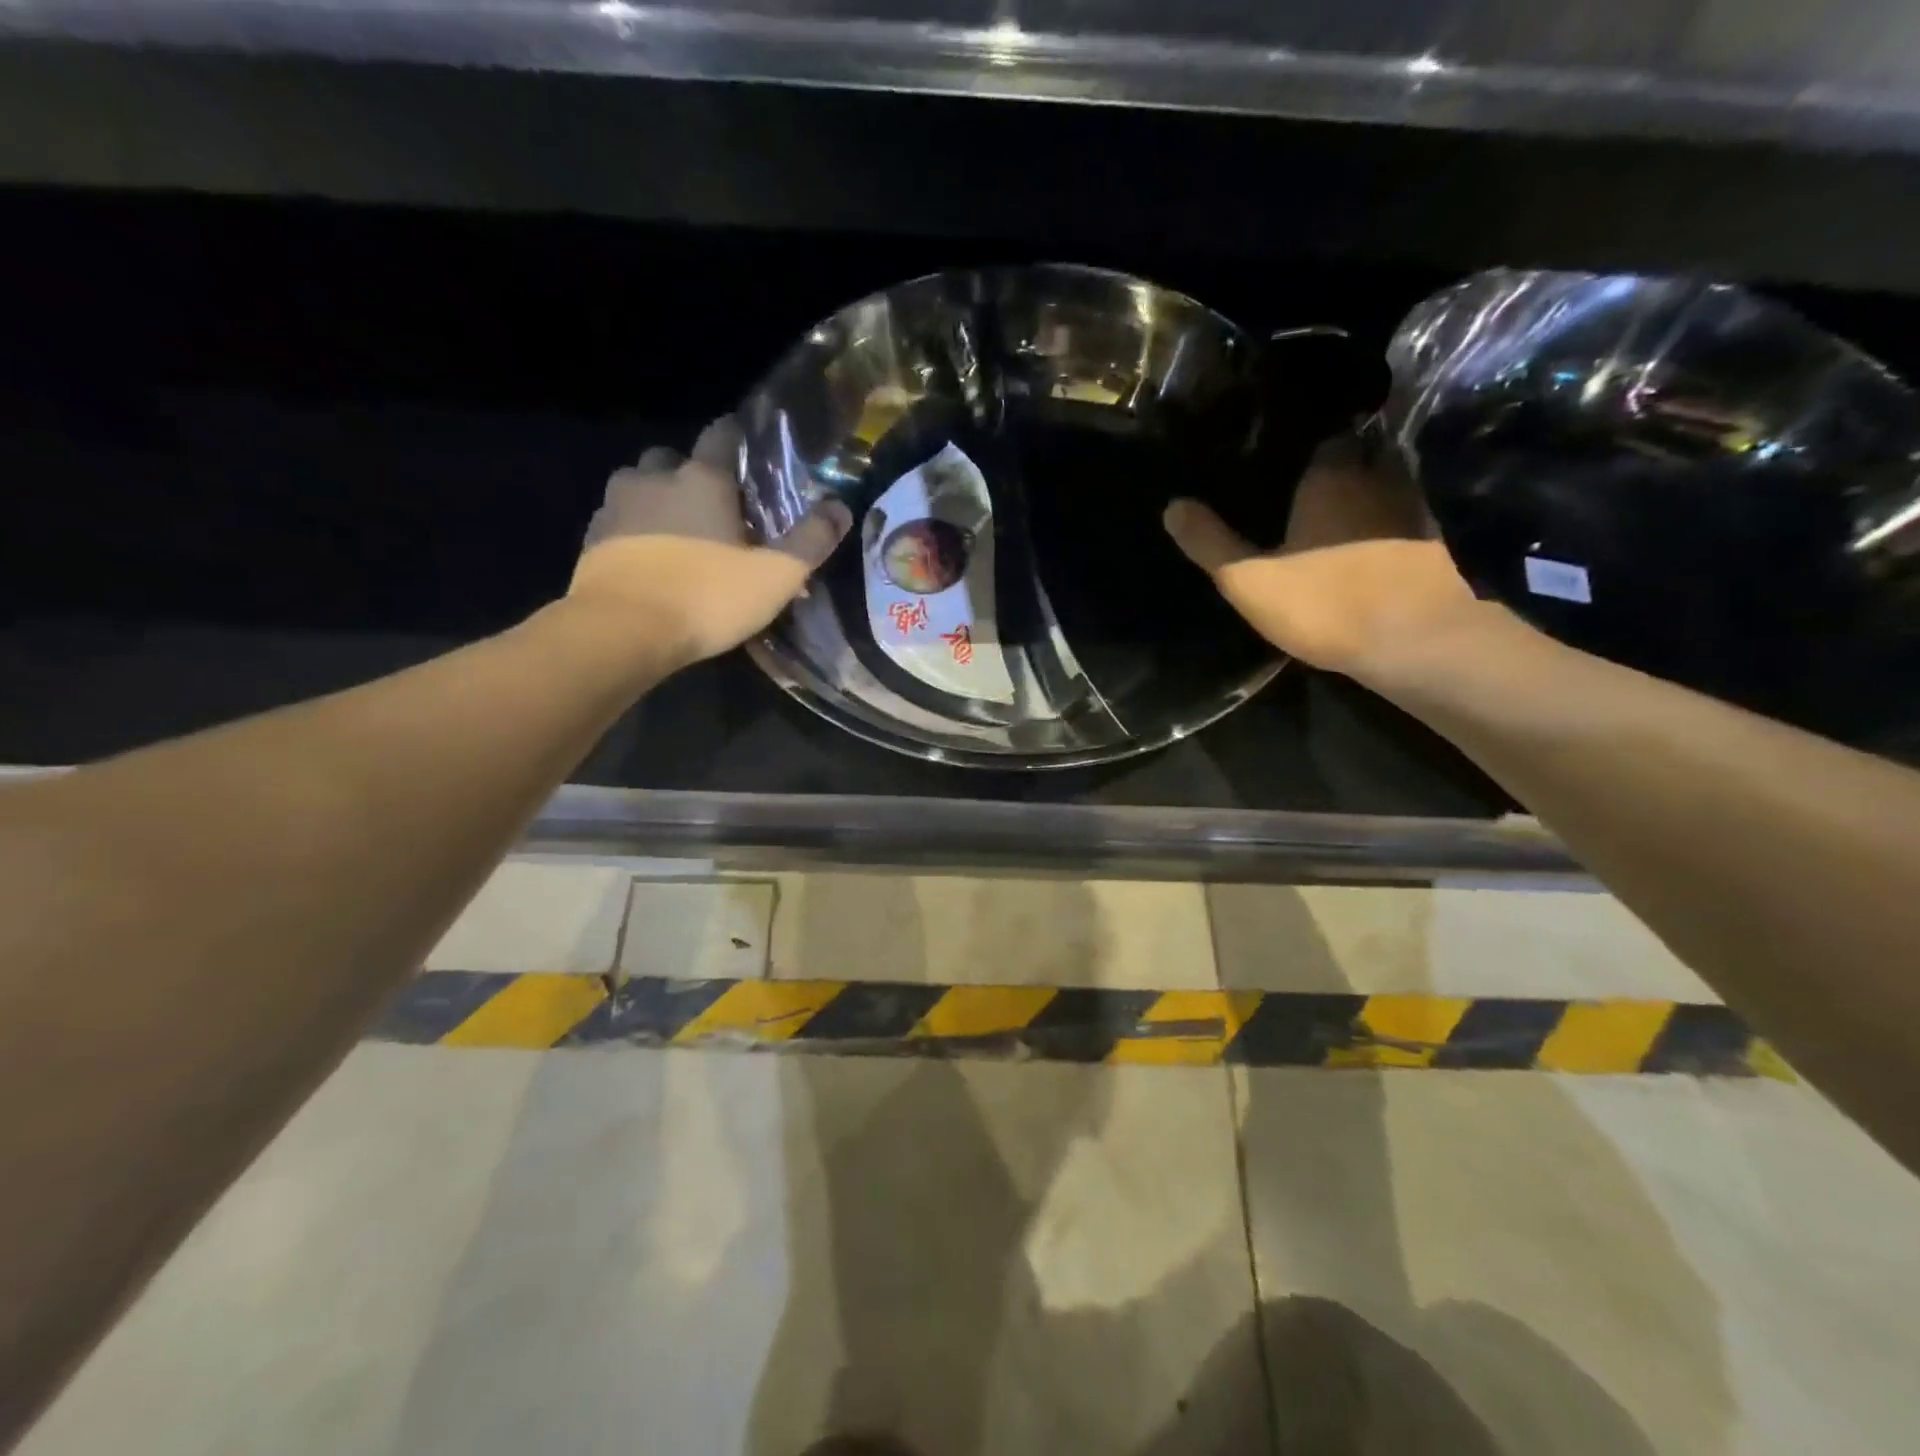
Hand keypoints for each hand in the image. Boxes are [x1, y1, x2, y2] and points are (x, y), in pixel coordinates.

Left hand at [569, 417, 850, 666]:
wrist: (622, 630)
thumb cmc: (708, 597)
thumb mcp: (776, 576)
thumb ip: (811, 540)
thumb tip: (841, 507)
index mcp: (703, 479)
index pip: (721, 435)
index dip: (736, 436)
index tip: (747, 449)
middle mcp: (655, 479)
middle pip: (673, 458)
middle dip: (692, 472)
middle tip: (714, 504)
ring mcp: (616, 506)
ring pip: (638, 483)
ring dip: (657, 496)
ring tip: (677, 529)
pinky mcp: (592, 538)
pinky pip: (616, 517)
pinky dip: (633, 526)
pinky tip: (648, 555)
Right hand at [1162, 436, 1480, 683]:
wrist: (1417, 642)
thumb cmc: (1325, 602)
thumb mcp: (1248, 580)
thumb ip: (1210, 543)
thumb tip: (1172, 506)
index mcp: (1332, 475)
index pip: (1323, 438)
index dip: (1304, 449)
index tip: (1284, 464)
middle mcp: (1379, 475)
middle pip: (1358, 456)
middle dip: (1338, 468)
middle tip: (1307, 490)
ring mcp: (1414, 506)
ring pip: (1385, 486)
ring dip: (1366, 496)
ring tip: (1337, 516)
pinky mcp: (1438, 541)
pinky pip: (1404, 520)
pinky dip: (1389, 526)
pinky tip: (1369, 547)